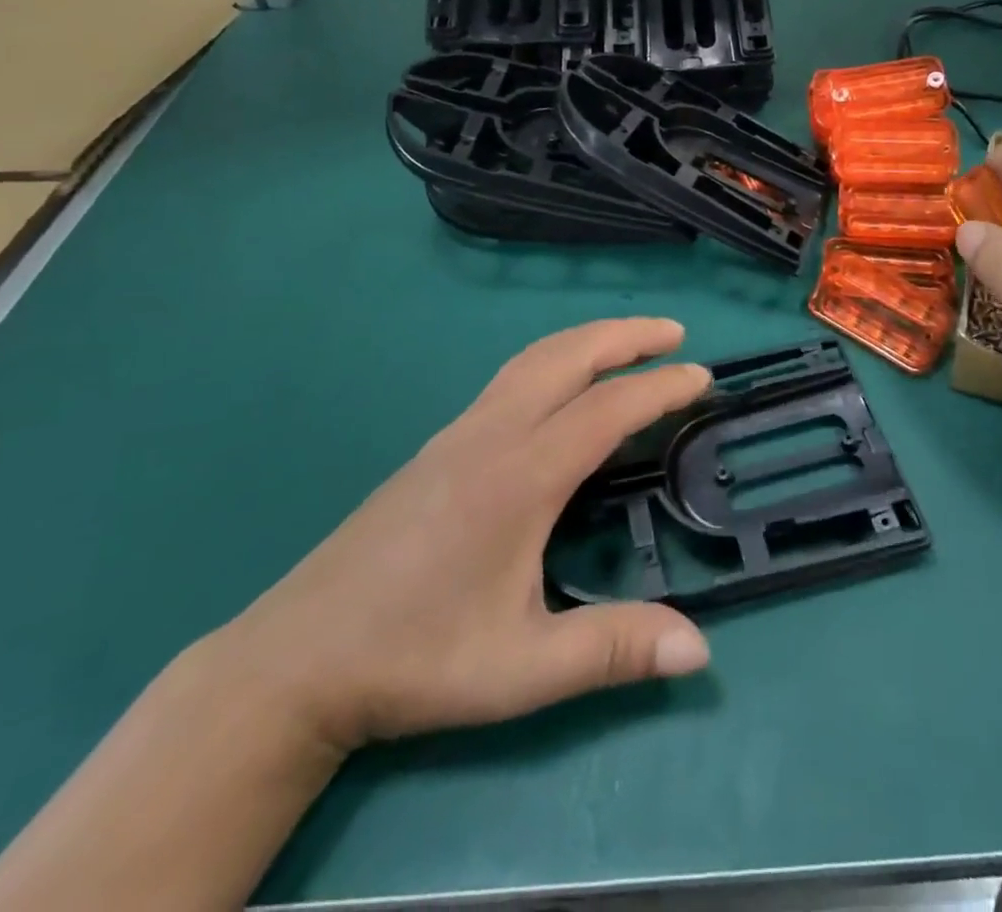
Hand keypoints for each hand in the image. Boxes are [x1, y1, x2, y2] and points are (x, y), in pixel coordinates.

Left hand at [209, 319, 712, 755]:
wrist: (297, 659)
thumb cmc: (415, 660)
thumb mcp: (521, 669)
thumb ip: (613, 649)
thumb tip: (700, 647)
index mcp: (520, 476)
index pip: (607, 408)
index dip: (661, 387)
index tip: (704, 378)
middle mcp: (492, 435)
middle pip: (568, 355)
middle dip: (626, 335)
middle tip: (676, 333)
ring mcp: (460, 433)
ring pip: (534, 358)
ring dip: (589, 340)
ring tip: (631, 344)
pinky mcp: (439, 444)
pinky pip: (512, 376)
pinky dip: (556, 359)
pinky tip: (565, 386)